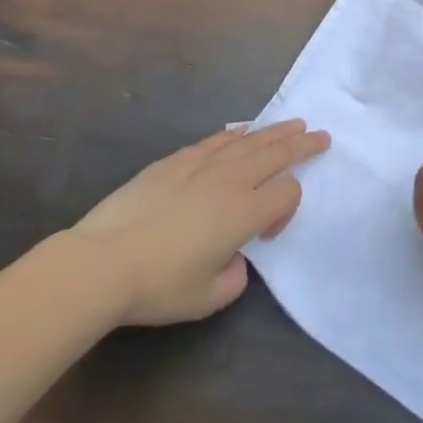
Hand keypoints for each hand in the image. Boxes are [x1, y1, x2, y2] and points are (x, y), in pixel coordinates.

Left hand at [66, 120, 329, 324]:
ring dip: (275, 131)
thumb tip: (233, 257)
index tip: (266, 236)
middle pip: (277, 153)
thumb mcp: (208, 298)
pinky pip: (216, 140)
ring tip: (293, 124)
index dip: (289, 209)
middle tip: (321, 135)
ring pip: (249, 140)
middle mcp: (230, 180)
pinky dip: (236, 134)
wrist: (101, 262)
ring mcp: (202, 165)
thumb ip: (236, 276)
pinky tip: (243, 132)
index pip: (287, 192)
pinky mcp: (175, 161)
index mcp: (245, 213)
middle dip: (302, 144)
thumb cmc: (158, 285)